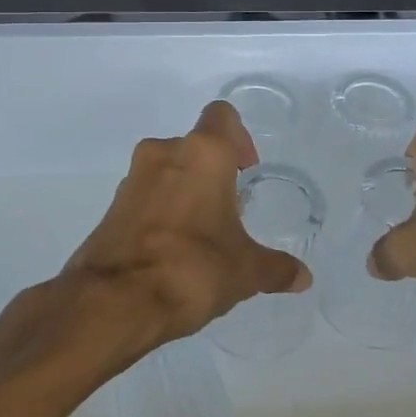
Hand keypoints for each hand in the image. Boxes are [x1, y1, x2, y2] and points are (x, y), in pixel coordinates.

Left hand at [60, 100, 310, 347]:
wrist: (114, 301)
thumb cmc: (191, 268)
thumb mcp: (245, 271)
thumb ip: (276, 268)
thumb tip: (303, 277)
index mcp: (202, 153)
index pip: (222, 116)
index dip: (239, 137)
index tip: (247, 170)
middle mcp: (164, 153)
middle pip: (194, 145)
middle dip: (213, 171)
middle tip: (229, 208)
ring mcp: (133, 178)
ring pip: (168, 169)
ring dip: (185, 190)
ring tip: (202, 233)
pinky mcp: (112, 206)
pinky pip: (147, 195)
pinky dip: (162, 210)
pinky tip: (173, 249)